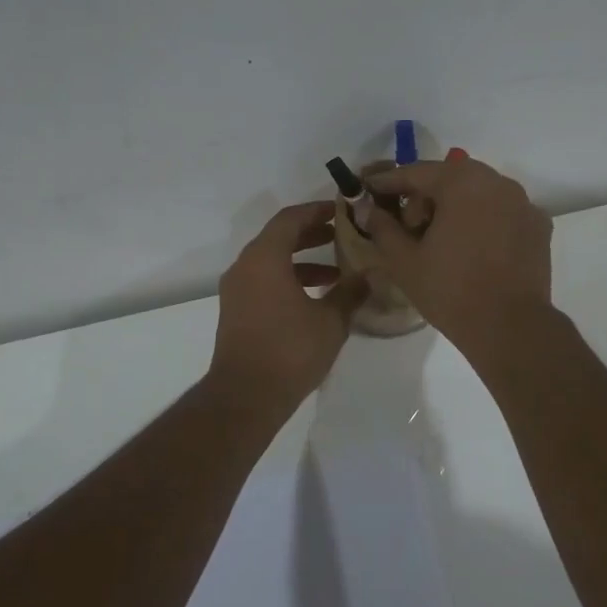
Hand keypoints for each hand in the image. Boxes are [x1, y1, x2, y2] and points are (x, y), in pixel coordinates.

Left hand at [210, 202, 367, 408]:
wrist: (246, 396)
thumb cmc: (290, 350)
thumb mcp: (330, 320)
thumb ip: (350, 292)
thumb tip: (369, 275)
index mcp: (264, 258)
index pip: (290, 219)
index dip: (317, 211)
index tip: (342, 211)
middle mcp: (245, 267)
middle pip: (279, 237)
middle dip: (312, 234)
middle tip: (342, 235)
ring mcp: (237, 290)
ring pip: (272, 261)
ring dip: (303, 261)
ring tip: (338, 272)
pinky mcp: (237, 311)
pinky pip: (264, 281)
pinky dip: (289, 279)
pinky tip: (316, 298)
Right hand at [366, 156, 553, 358]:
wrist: (510, 327)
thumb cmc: (451, 290)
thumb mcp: (404, 260)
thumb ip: (382, 227)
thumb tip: (368, 208)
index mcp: (462, 182)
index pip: (417, 173)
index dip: (388, 181)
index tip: (368, 189)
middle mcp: (497, 182)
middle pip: (450, 179)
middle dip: (424, 196)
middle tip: (407, 226)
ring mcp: (523, 203)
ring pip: (478, 193)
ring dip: (455, 207)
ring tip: (440, 239)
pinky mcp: (538, 226)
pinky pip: (501, 213)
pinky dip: (483, 221)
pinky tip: (473, 248)